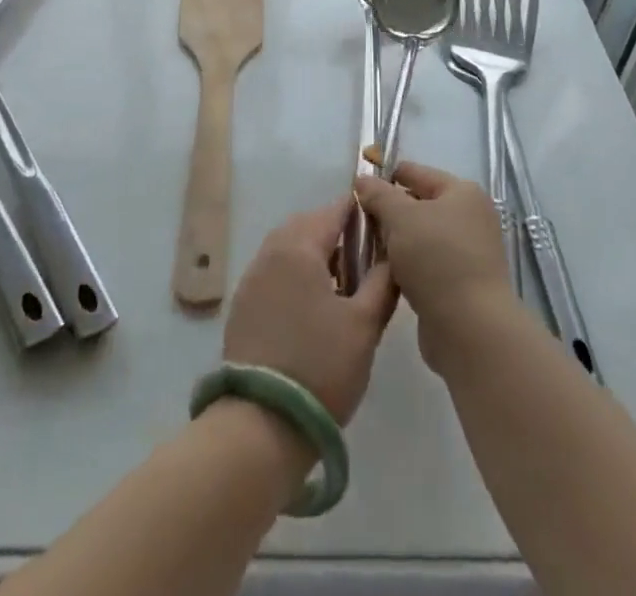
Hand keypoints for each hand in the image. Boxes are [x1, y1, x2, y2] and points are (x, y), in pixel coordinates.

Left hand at [222, 199, 397, 425]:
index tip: (382, 228)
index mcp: (299, 247)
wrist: (262, 423)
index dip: (360, 214)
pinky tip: (312, 305)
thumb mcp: (365, 325)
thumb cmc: (321, 367)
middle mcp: (270, 252)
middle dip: (336, 232)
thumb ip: (382, 282)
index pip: (334, 211)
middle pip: (308, 225)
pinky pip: (273, 271)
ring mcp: (252, 279)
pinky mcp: (242, 305)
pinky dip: (294, 274)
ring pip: (288, 247)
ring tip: (342, 284)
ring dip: (314, 253)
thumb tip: (393, 255)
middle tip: (364, 258)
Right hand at [353, 162, 513, 370]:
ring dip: (396, 242)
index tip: (358, 189)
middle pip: (419, 205)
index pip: (416, 173)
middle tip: (358, 221)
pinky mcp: (461, 284)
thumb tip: (363, 181)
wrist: (470, 328)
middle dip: (389, 212)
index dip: (386, 177)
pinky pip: (426, 264)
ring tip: (366, 247)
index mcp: (462, 193)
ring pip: (420, 237)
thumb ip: (378, 194)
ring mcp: (468, 253)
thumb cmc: (436, 259)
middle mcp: (470, 218)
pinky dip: (406, 266)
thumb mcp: (400, 216)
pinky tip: (385, 273)